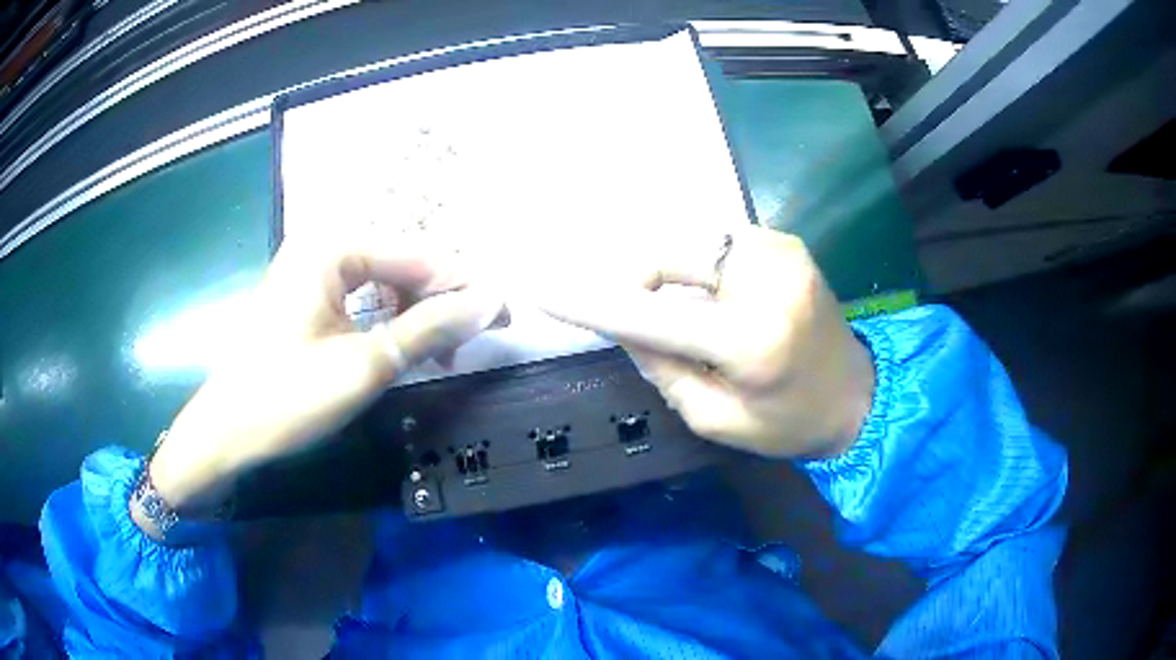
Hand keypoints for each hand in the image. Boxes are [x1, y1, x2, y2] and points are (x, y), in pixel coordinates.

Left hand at [140, 237, 504, 528]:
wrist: (226, 432)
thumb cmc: (286, 397)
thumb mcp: (364, 365)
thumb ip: (429, 328)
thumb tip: (491, 301)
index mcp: (331, 247)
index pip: (417, 256)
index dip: (465, 286)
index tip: (505, 314)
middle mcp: (323, 246)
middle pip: (403, 265)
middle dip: (441, 302)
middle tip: (472, 342)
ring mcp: (313, 271)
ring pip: (386, 283)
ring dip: (418, 315)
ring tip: (443, 353)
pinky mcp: (309, 298)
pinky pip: (365, 300)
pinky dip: (391, 323)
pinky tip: (406, 347)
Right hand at [538, 226, 873, 458]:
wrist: (860, 395)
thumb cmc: (790, 424)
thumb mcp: (717, 420)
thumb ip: (663, 368)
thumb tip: (626, 325)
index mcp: (752, 341)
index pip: (652, 315)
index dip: (593, 303)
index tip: (543, 291)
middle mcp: (768, 281)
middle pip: (670, 252)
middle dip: (638, 278)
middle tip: (634, 312)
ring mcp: (781, 252)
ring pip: (692, 239)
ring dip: (670, 270)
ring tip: (680, 309)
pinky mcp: (787, 243)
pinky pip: (719, 241)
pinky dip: (698, 263)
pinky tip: (712, 295)